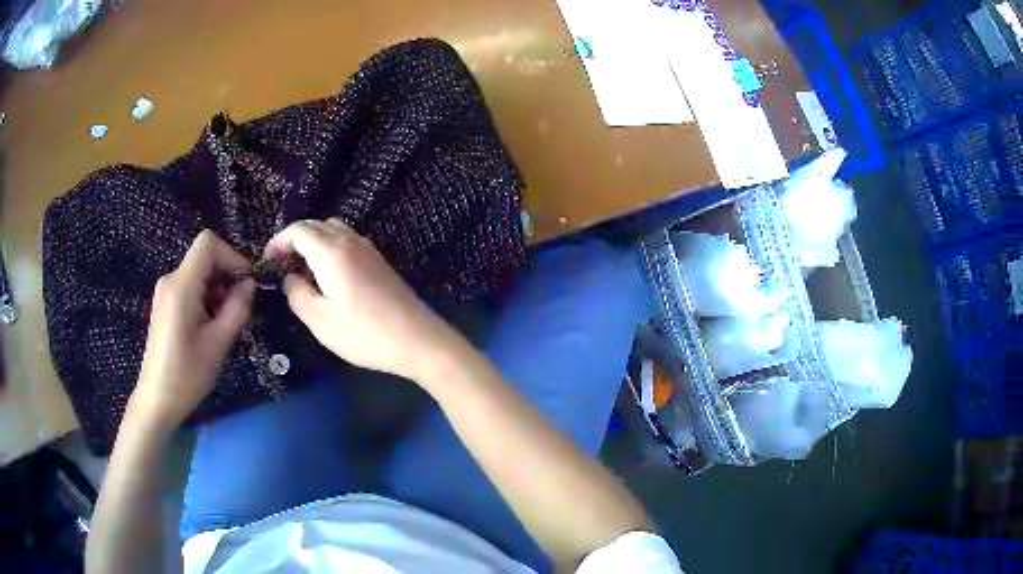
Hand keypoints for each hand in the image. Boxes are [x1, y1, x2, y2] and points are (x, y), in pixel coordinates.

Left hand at [132, 230, 255, 429]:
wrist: (157, 400)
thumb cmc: (187, 374)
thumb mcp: (218, 343)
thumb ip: (237, 308)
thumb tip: (250, 284)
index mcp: (182, 285)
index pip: (208, 244)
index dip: (232, 255)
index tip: (247, 282)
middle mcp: (171, 280)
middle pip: (205, 259)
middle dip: (227, 277)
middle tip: (243, 309)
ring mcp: (166, 293)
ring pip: (199, 275)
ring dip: (219, 291)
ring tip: (229, 324)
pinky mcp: (166, 305)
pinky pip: (191, 289)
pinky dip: (207, 300)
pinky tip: (213, 328)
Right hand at [264, 218, 457, 380]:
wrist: (418, 340)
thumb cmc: (365, 334)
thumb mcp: (320, 321)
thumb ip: (297, 295)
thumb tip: (289, 278)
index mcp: (331, 252)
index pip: (298, 230)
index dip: (278, 241)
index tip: (268, 261)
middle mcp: (350, 242)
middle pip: (315, 225)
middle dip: (294, 240)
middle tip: (282, 266)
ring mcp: (368, 249)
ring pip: (333, 230)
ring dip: (313, 242)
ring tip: (303, 272)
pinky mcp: (379, 260)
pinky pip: (347, 241)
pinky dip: (330, 248)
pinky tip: (328, 276)